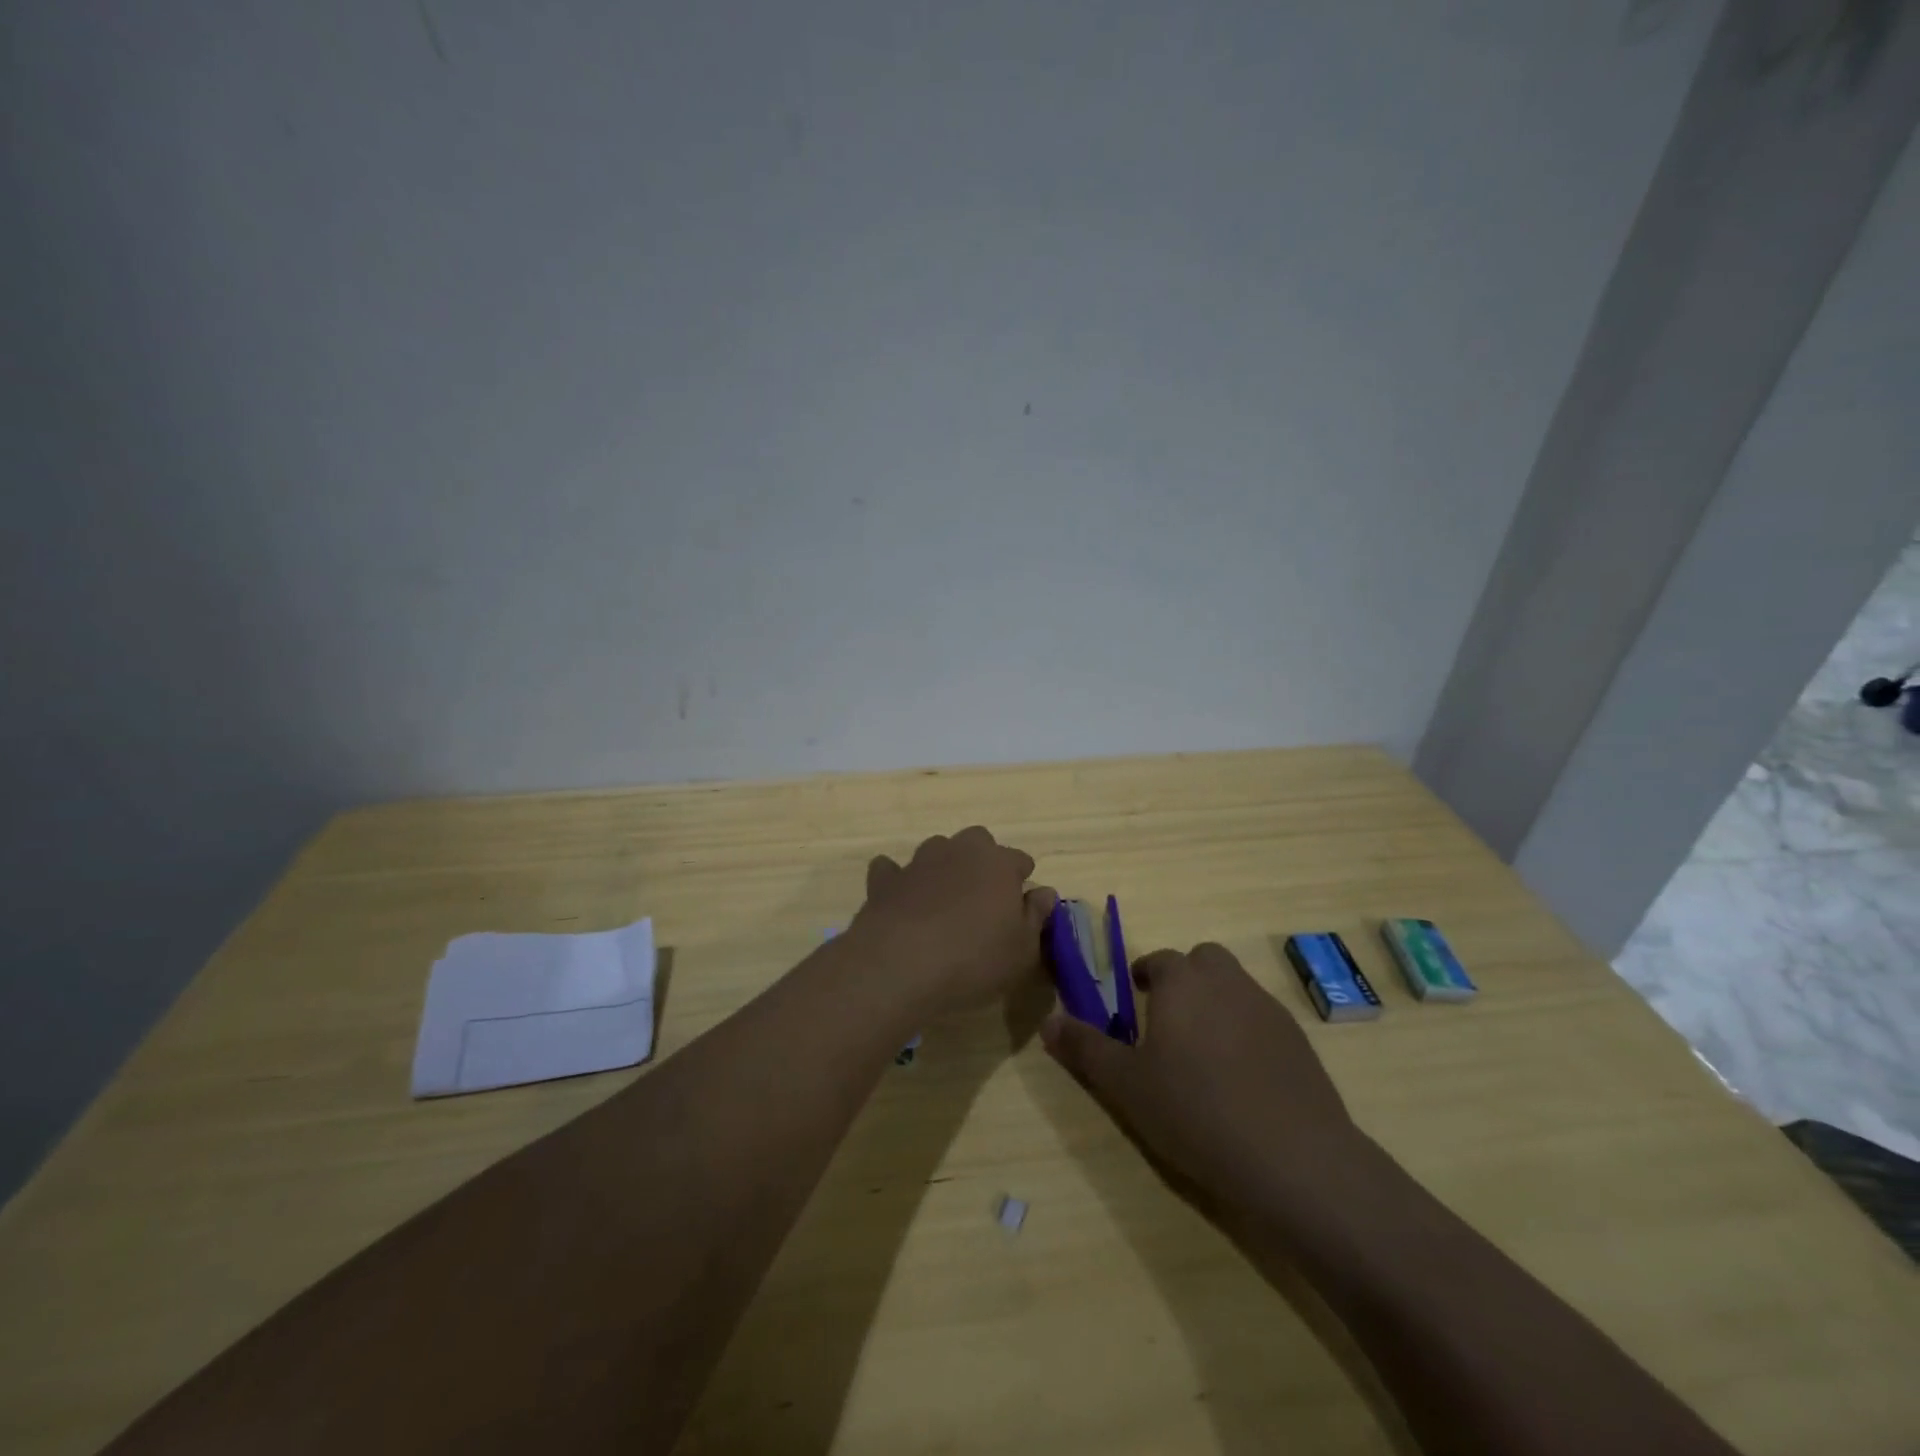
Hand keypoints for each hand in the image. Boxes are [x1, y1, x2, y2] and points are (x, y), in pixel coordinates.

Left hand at [850, 826, 1056, 1013]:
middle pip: (977, 841)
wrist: (900, 965)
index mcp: (998, 863)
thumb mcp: (1022, 950)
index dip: (1021, 879)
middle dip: (982, 860)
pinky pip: (891, 869)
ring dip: (943, 866)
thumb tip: (1044, 892)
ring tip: (944, 899)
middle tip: (983, 896)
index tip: (1020, 903)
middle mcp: (959, 851)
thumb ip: (1036, 916)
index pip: (1019, 859)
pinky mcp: (885, 880)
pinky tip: (900, 899)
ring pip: (937, 849)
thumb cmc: (974, 959)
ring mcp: (919, 862)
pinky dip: (898, 880)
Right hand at [1041, 942, 1359, 1214]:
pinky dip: (1248, 1032)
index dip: (1144, 976)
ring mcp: (1268, 1008)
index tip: (1135, 1001)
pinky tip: (1242, 1078)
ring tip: (1203, 1053)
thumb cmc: (1196, 1112)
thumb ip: (1085, 1048)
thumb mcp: (1126, 1086)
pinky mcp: (1299, 1040)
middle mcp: (1226, 982)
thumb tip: (1048, 1022)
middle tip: (1169, 1022)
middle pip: (1203, 961)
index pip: (1158, 960)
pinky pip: (1263, 1019)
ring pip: (1235, 987)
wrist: (1294, 1158)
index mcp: (1182, 983)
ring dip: (1217, 1003)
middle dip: (1185, 979)